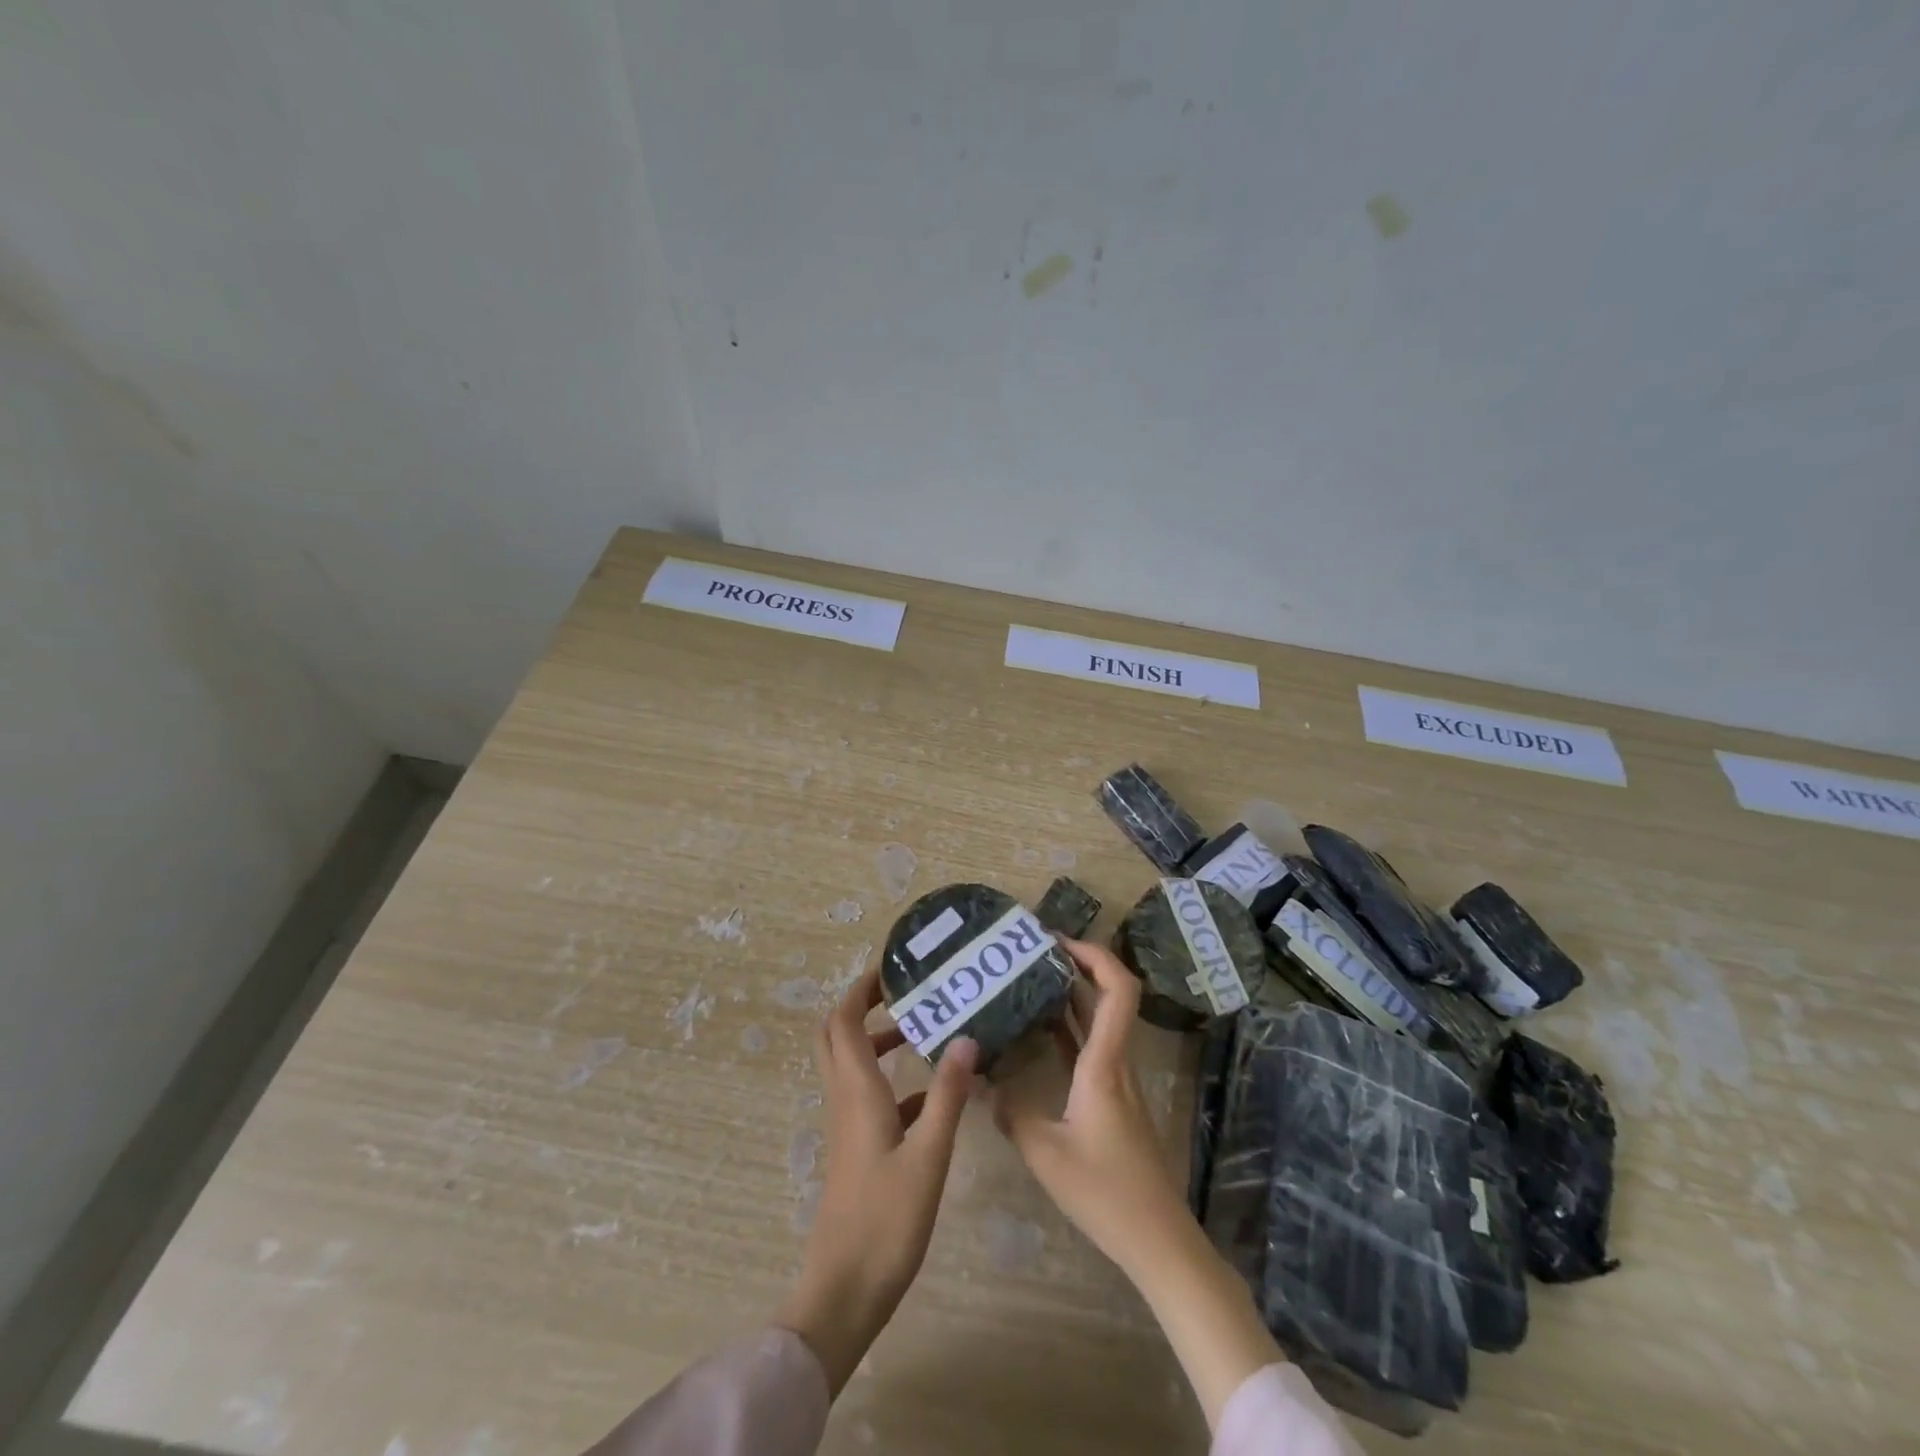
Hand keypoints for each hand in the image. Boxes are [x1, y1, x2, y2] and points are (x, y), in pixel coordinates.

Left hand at [776, 967, 977, 1395]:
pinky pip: (870, 1098)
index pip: (843, 1022)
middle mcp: (845, 1099)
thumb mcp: (929, 1155)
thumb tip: (967, 1038)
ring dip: (878, 1042)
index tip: (891, 969)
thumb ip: (947, 1095)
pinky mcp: (857, 1150)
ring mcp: (848, 1127)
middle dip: (862, 1007)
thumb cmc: (885, 1220)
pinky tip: (931, 1095)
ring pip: (853, 1066)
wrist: (844, 1291)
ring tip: (923, 1031)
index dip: (860, 990)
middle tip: (902, 992)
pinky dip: (892, 1082)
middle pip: (836, 1036)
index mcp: (856, 1091)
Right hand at [991, 938, 1189, 1276]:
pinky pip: (1091, 1047)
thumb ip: (1010, 1112)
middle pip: (1108, 996)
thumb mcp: (1045, 1153)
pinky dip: (1067, 1029)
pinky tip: (1036, 1033)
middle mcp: (1116, 1061)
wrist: (1157, 1239)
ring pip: (1098, 1021)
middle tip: (1029, 953)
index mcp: (1105, 1063)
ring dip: (1069, 995)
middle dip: (1074, 965)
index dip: (1093, 955)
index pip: (1117, 989)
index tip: (1055, 941)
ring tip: (1025, 981)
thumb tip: (980, 1082)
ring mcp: (1118, 1080)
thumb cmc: (1105, 1192)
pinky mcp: (1113, 1099)